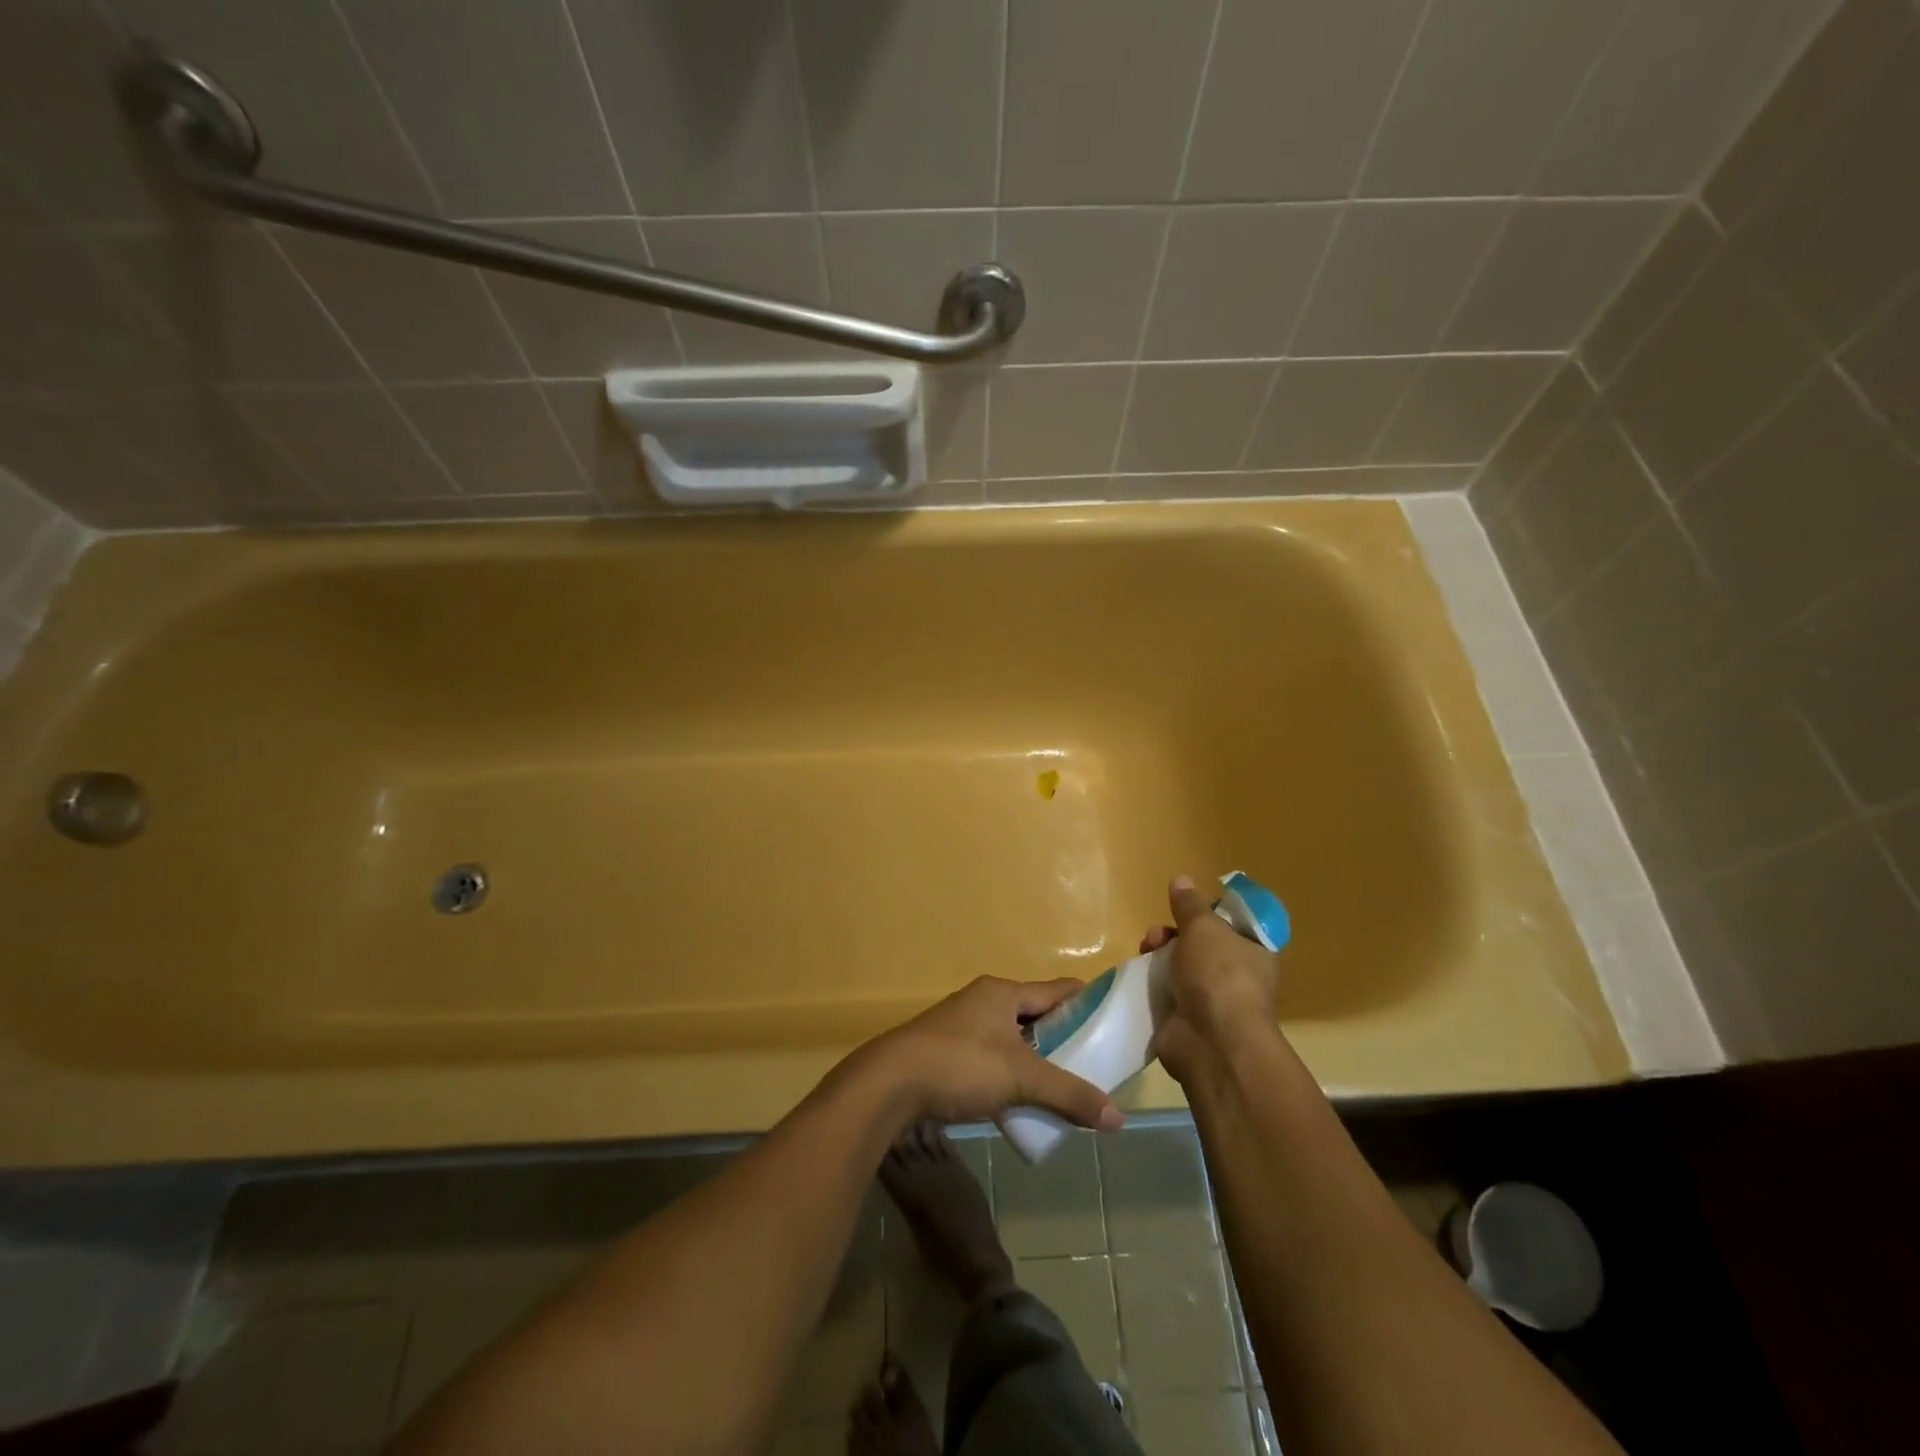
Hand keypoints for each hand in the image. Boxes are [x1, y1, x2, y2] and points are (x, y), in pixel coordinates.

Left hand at [860, 976, 1124, 1130]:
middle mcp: (983, 1001)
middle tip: (1096, 1062)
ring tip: (1065, 1085)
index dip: (1087, 1002)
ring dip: (1036, 1059)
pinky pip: (992, 1058)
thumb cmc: (961, 1065)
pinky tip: (1024, 1099)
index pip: (1057, 990)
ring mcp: (962, 1027)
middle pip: (1035, 1014)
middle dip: (1063, 1037)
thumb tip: (1119, 1118)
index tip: (1116, 1019)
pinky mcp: (947, 1053)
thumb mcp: (1021, 1078)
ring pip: (1012, 1038)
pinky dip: (1011, 1074)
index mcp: (1002, 992)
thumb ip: (1069, 1095)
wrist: (890, 1084)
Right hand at [1142, 875, 1280, 1085]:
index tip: (1185, 909)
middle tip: (1157, 935)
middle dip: (1174, 934)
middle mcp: (1236, 978)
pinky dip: (1151, 985)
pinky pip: (1166, 994)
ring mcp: (1211, 1002)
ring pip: (1179, 968)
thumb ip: (1190, 904)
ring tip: (1144, 952)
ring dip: (1158, 957)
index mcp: (1254, 953)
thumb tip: (1181, 879)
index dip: (1208, 915)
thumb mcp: (1203, 927)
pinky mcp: (1186, 1021)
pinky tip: (1138, 977)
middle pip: (1200, 946)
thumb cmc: (1218, 974)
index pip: (1233, 927)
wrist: (1211, 1041)